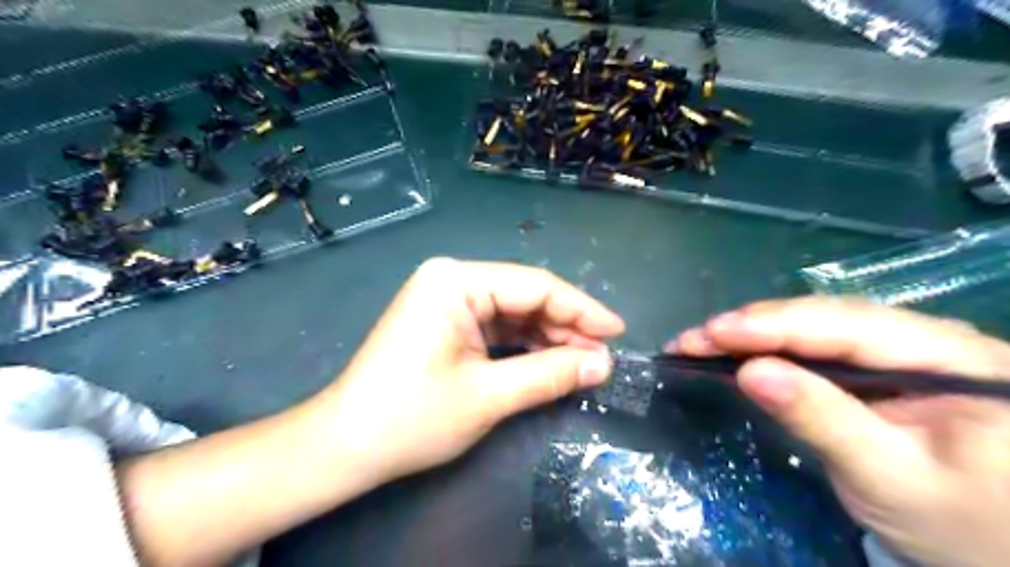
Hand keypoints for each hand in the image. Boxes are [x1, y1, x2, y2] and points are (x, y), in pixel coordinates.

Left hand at [314, 257, 624, 481]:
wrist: (345, 446)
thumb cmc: (412, 417)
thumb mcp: (489, 396)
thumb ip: (550, 375)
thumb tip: (603, 365)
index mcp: (456, 281)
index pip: (535, 286)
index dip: (582, 309)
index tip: (617, 332)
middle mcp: (451, 279)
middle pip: (525, 296)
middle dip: (566, 327)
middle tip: (602, 357)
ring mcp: (446, 300)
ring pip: (514, 312)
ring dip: (549, 338)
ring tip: (584, 363)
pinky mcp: (446, 322)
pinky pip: (496, 326)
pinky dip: (524, 345)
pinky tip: (550, 361)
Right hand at [668, 297, 1008, 566]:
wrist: (994, 549)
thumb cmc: (958, 524)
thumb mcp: (888, 477)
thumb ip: (822, 419)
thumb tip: (751, 372)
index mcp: (954, 359)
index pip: (847, 326)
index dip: (773, 324)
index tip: (714, 332)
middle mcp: (927, 338)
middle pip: (825, 318)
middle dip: (753, 326)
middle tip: (693, 338)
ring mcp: (899, 349)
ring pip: (813, 326)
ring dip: (753, 333)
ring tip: (703, 341)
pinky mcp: (875, 367)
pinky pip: (814, 346)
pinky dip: (768, 348)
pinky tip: (735, 351)